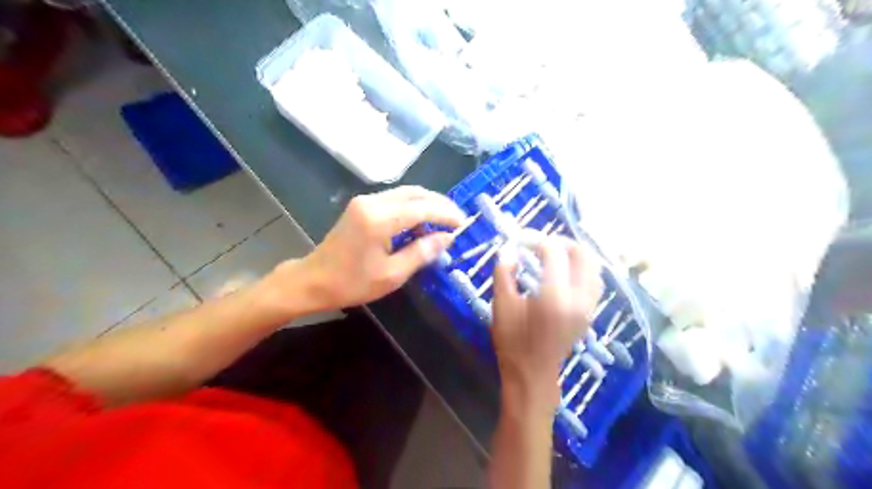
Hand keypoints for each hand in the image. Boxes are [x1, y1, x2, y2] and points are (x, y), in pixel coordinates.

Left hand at [274, 185, 466, 310]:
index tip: (464, 224)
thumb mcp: (392, 275)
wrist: (312, 280)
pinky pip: (395, 199)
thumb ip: (421, 253)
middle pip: (415, 193)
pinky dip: (413, 207)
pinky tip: (421, 222)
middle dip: (440, 204)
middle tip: (458, 219)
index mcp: (379, 219)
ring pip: (406, 193)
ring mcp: (365, 201)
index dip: (446, 215)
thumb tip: (447, 238)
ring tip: (444, 221)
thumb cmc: (351, 283)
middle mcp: (373, 202)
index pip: (422, 209)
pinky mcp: (362, 205)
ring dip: (427, 204)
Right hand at [494, 235, 602, 408]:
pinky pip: (595, 280)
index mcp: (554, 298)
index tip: (519, 239)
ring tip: (551, 253)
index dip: (535, 239)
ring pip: (594, 266)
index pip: (553, 252)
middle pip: (582, 254)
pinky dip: (582, 267)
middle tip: (539, 243)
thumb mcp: (501, 305)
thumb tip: (509, 249)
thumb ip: (504, 272)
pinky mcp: (590, 312)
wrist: (533, 375)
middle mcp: (579, 299)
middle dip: (560, 241)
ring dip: (574, 253)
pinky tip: (564, 270)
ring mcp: (589, 306)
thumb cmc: (512, 342)